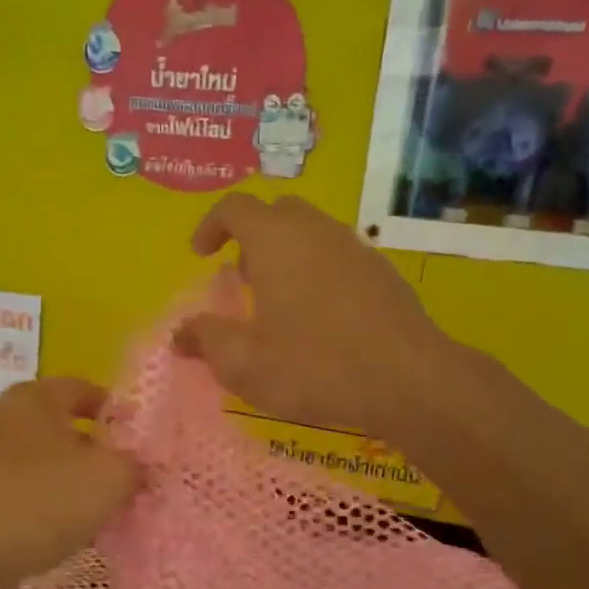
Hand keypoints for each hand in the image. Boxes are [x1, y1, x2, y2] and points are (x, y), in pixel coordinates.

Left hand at [0, 378, 140, 588]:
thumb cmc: (36, 501)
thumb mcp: (108, 479)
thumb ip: (135, 465)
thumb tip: (140, 466)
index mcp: (35, 398)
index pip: (84, 388)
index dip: (117, 410)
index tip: (141, 440)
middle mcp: (4, 419)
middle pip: (64, 429)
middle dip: (98, 454)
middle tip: (127, 482)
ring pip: (44, 466)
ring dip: (72, 487)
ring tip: (99, 516)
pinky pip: (22, 497)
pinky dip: (44, 511)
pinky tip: (59, 537)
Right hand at [173, 194, 452, 439]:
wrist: (407, 380)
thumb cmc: (314, 366)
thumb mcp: (244, 363)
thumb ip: (205, 341)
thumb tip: (180, 334)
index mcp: (275, 240)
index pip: (234, 207)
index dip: (210, 225)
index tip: (200, 255)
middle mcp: (316, 231)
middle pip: (277, 213)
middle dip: (251, 239)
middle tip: (241, 279)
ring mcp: (355, 249)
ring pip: (311, 234)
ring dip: (286, 257)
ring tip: (277, 304)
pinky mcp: (382, 273)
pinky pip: (338, 258)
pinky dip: (317, 274)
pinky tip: (319, 320)